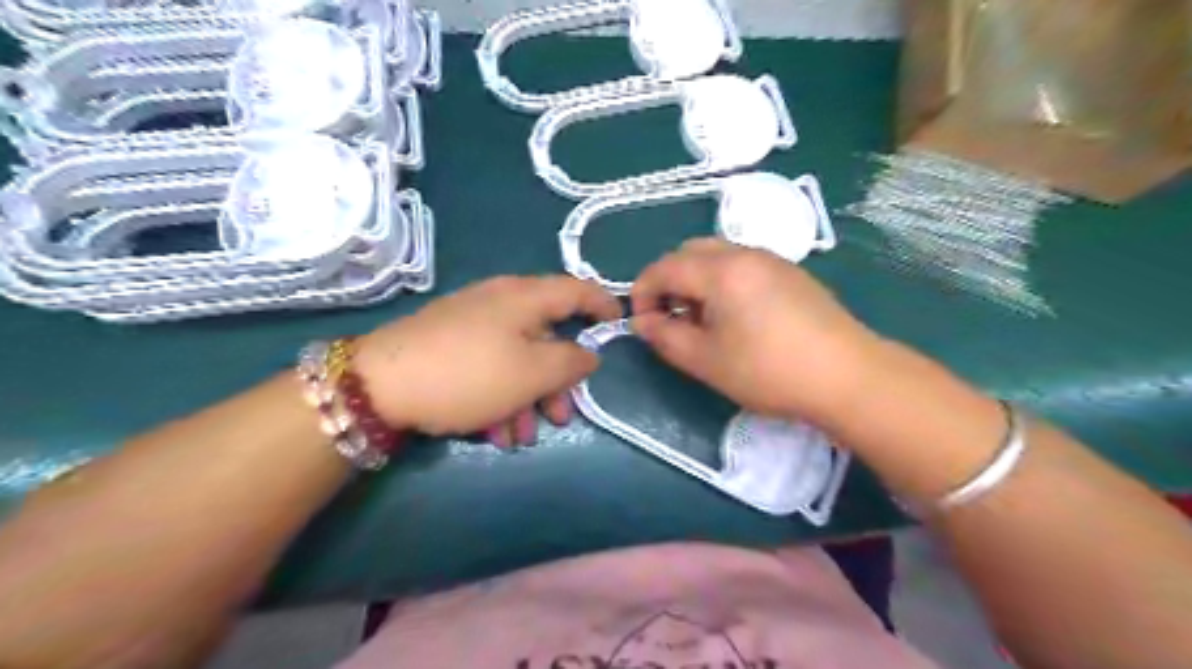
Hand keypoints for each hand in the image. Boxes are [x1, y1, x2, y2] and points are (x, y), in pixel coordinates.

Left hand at [355, 278, 624, 443]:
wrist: (378, 385)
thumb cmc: (469, 375)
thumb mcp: (533, 373)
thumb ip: (571, 362)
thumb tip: (588, 353)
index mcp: (525, 297)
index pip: (578, 289)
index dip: (604, 306)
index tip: (619, 327)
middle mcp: (500, 302)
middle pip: (547, 335)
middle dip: (557, 381)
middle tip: (561, 416)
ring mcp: (472, 323)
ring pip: (517, 358)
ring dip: (526, 399)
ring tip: (520, 437)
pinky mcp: (450, 344)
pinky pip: (489, 367)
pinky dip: (499, 397)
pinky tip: (493, 432)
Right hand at [633, 238, 883, 422]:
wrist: (847, 376)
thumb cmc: (768, 370)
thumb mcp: (706, 360)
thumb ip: (665, 337)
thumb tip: (642, 321)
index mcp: (720, 270)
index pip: (664, 267)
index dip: (643, 292)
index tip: (643, 323)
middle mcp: (744, 253)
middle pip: (689, 252)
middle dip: (669, 281)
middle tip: (671, 319)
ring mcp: (771, 260)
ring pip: (716, 256)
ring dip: (695, 281)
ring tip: (702, 321)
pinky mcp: (790, 273)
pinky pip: (741, 265)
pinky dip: (722, 282)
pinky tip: (735, 317)